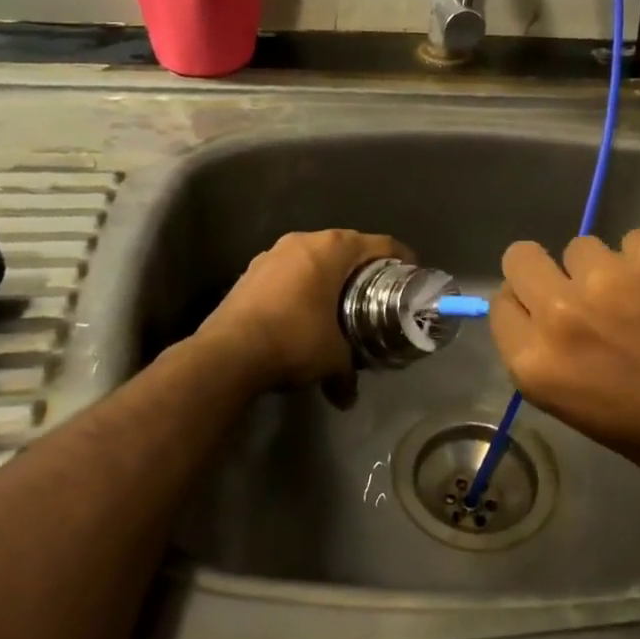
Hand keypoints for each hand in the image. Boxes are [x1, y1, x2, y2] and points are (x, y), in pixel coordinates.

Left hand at [198, 229, 410, 399]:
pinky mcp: (250, 271)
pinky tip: (304, 311)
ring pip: (313, 257)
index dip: (402, 258)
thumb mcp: (333, 358)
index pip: (380, 244)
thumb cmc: (294, 341)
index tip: (412, 275)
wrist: (227, 354)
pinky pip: (289, 271)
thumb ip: (348, 372)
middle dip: (364, 268)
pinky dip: (302, 285)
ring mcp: (272, 254)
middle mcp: (303, 241)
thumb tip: (348, 397)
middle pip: (346, 247)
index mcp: (332, 248)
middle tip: (379, 291)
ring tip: (340, 302)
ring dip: (329, 276)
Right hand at [489, 229, 639, 501]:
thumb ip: (556, 361)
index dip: (525, 308)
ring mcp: (611, 276)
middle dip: (548, 272)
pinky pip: (635, 240)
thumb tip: (547, 320)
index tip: (550, 315)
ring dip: (606, 270)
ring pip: (584, 247)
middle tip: (586, 294)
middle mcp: (562, 314)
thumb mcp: (590, 416)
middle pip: (523, 257)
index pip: (501, 305)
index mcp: (539, 366)